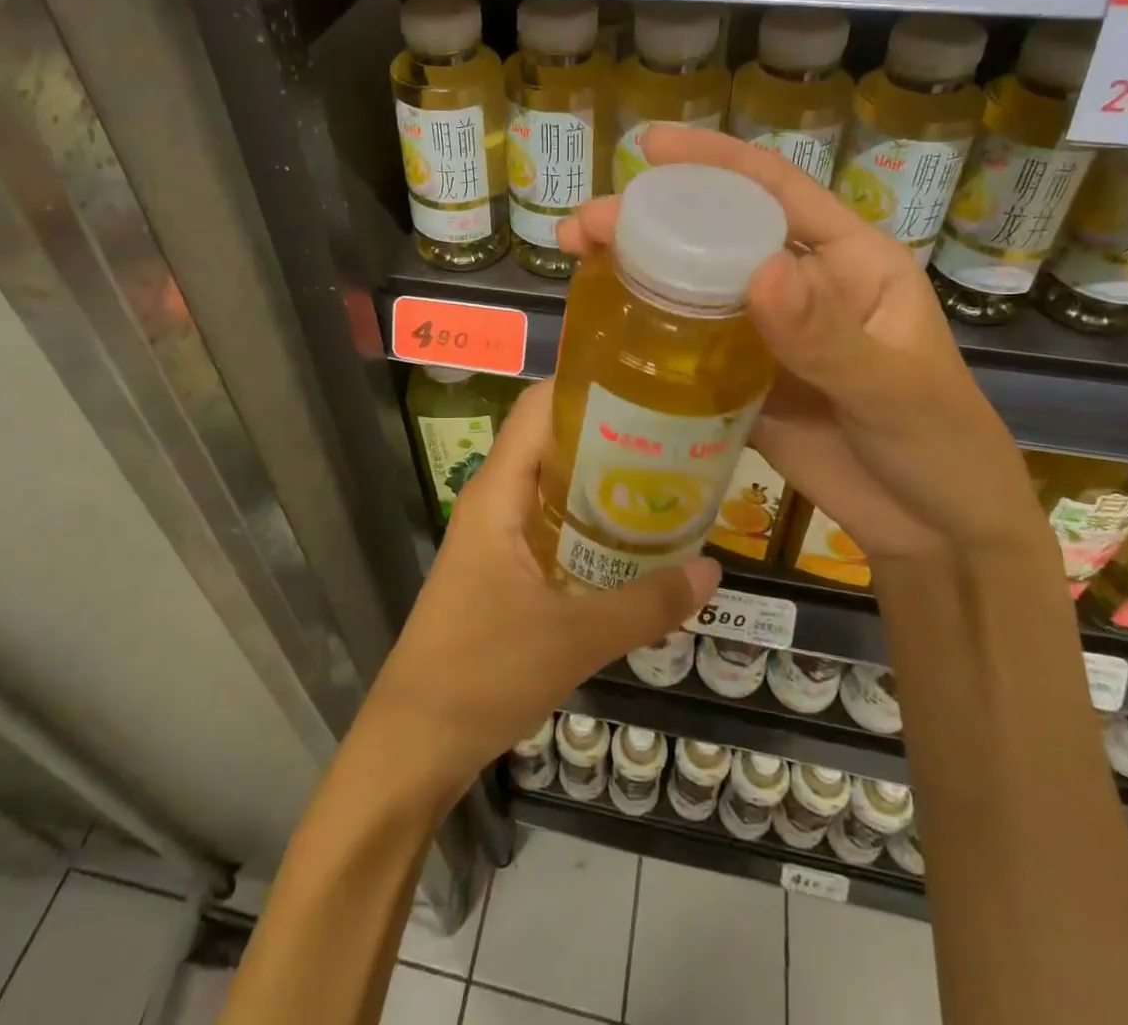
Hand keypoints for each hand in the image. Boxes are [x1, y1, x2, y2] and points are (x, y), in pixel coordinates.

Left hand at [363, 381, 719, 800]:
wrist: (414, 743)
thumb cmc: (482, 674)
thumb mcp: (574, 639)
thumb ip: (646, 604)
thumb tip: (713, 571)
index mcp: (497, 494)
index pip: (537, 409)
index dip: (585, 385)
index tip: (646, 383)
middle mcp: (493, 502)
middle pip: (550, 442)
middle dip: (608, 432)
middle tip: (676, 434)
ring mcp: (495, 537)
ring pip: (552, 486)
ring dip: (601, 480)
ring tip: (667, 477)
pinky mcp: (501, 570)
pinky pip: (550, 525)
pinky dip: (589, 522)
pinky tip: (633, 540)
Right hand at [558, 127, 1039, 562]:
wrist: (934, 532)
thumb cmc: (940, 446)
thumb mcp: (893, 388)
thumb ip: (827, 336)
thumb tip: (760, 271)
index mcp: (848, 261)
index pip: (776, 191)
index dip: (714, 160)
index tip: (649, 146)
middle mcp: (801, 285)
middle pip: (718, 237)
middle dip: (651, 220)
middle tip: (586, 225)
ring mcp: (767, 334)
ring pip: (695, 287)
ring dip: (639, 270)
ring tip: (578, 260)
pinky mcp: (742, 380)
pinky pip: (690, 345)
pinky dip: (650, 331)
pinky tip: (606, 324)